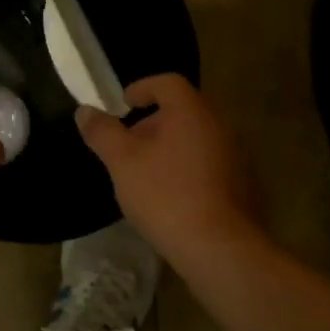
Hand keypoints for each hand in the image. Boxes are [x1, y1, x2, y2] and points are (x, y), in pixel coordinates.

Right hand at [76, 74, 263, 262]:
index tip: (123, 105)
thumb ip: (102, 132)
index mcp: (192, 111)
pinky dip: (189, 167)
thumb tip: (85, 111)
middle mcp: (220, 125)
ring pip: (198, 137)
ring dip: (172, 146)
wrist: (219, 248)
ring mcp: (238, 155)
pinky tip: (173, 195)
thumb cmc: (165, 195)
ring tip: (147, 173)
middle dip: (153, 122)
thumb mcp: (122, 162)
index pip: (168, 83)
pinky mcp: (245, 184)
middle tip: (129, 144)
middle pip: (184, 110)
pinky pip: (211, 163)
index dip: (142, 88)